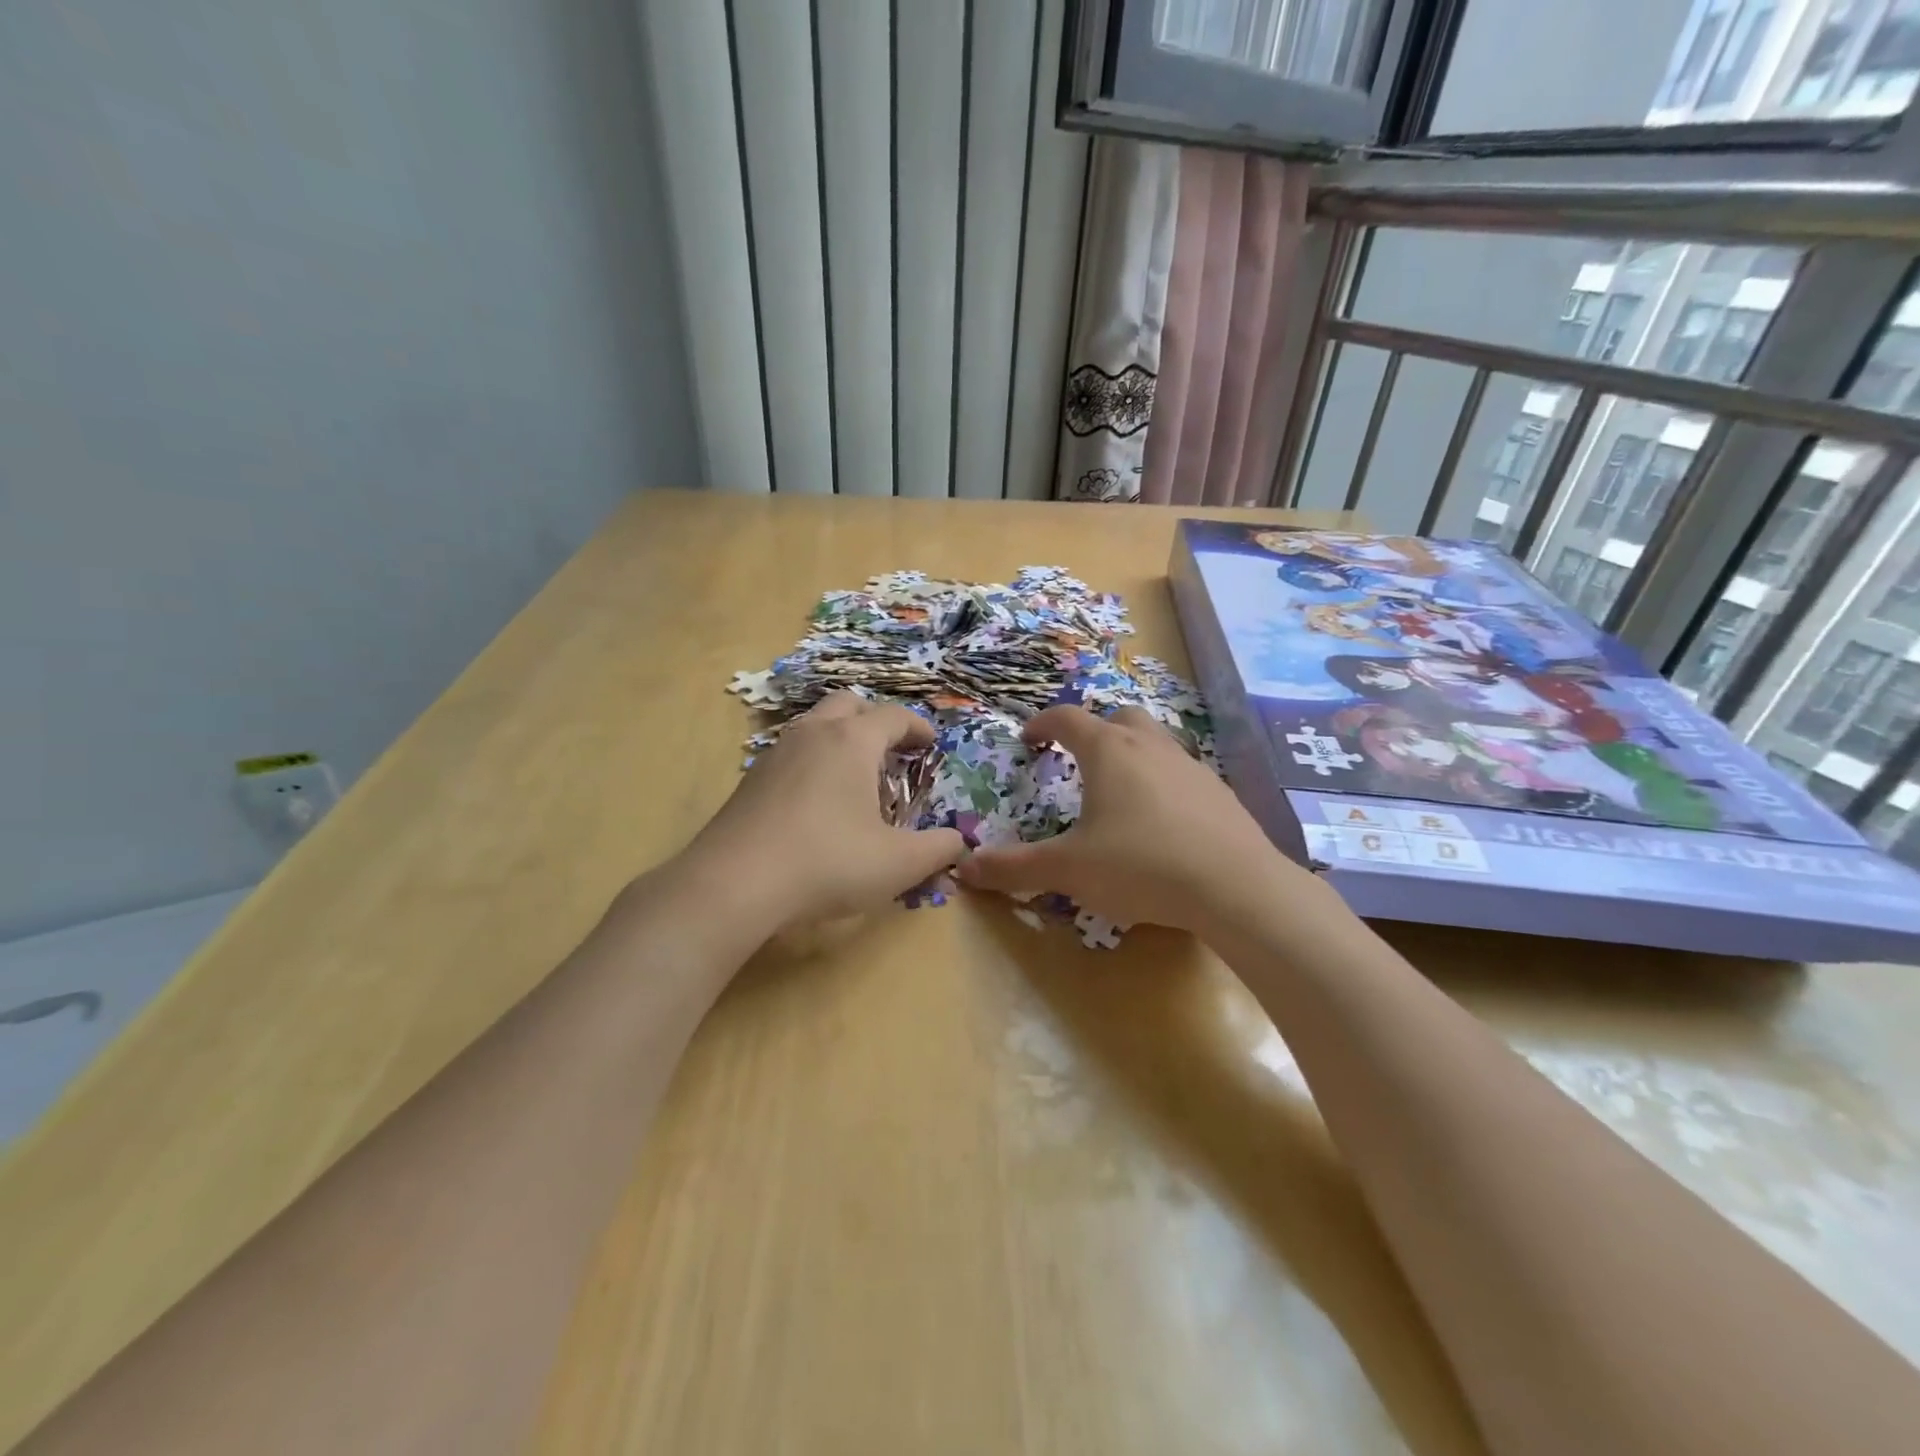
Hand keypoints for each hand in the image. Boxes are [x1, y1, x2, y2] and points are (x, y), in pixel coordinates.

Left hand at [682, 692, 965, 928]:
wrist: (733, 884)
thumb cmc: (828, 862)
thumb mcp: (899, 864)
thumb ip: (939, 849)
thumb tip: (959, 843)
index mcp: (852, 741)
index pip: (893, 716)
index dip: (918, 728)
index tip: (931, 745)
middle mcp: (813, 734)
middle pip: (849, 704)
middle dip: (875, 721)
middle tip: (891, 752)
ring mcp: (776, 754)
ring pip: (814, 725)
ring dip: (840, 738)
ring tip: (855, 777)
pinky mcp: (750, 780)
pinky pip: (791, 753)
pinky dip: (813, 762)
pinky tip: (816, 803)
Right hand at [955, 705, 1318, 933]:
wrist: (1235, 887)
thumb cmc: (1140, 866)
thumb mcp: (1068, 870)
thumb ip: (1014, 868)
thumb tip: (964, 870)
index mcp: (1109, 752)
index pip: (1067, 718)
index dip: (1043, 724)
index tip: (1029, 739)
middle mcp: (1151, 747)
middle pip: (1118, 717)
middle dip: (1094, 730)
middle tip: (1078, 758)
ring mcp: (1192, 766)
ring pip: (1156, 742)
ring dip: (1132, 755)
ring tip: (1120, 793)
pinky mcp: (1221, 793)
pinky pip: (1184, 774)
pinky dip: (1164, 784)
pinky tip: (1163, 823)